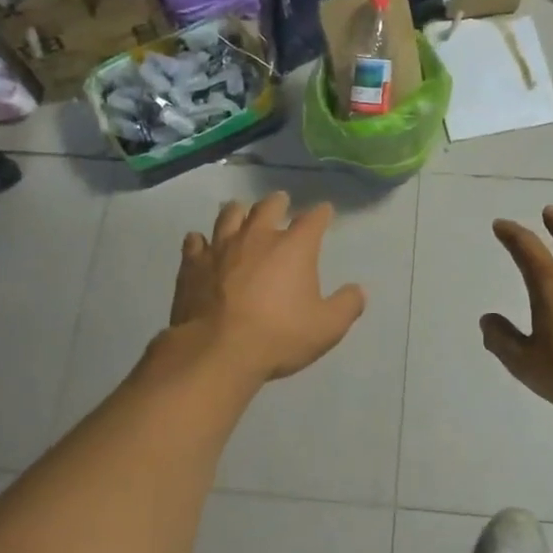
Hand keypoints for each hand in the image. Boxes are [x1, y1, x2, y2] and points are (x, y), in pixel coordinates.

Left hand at [170, 192, 366, 382]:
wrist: (218, 350)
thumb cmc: (279, 336)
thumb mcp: (326, 327)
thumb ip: (347, 306)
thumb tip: (359, 290)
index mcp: (294, 247)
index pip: (313, 220)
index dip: (321, 213)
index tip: (325, 211)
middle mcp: (257, 237)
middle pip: (268, 207)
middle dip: (278, 202)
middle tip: (280, 201)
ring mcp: (221, 247)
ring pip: (229, 215)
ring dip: (237, 211)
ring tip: (239, 209)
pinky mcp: (193, 264)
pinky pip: (195, 242)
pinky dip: (199, 240)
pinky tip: (199, 241)